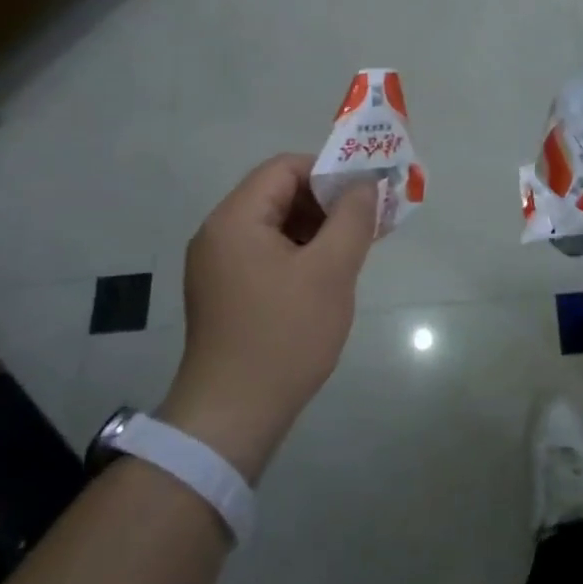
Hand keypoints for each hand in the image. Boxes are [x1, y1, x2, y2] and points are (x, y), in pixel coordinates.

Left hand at [159, 155, 377, 481]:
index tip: (364, 196)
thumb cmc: (285, 335)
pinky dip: (298, 254)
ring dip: (315, 229)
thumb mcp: (331, 271)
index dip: (328, 172)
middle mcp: (218, 234)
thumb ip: (352, 218)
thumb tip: (364, 184)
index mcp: (235, 219)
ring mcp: (217, 266)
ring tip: (352, 251)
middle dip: (325, 202)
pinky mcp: (223, 293)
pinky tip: (325, 277)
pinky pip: (265, 254)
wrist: (234, 415)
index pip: (285, 168)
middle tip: (366, 224)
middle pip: (277, 194)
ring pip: (274, 226)